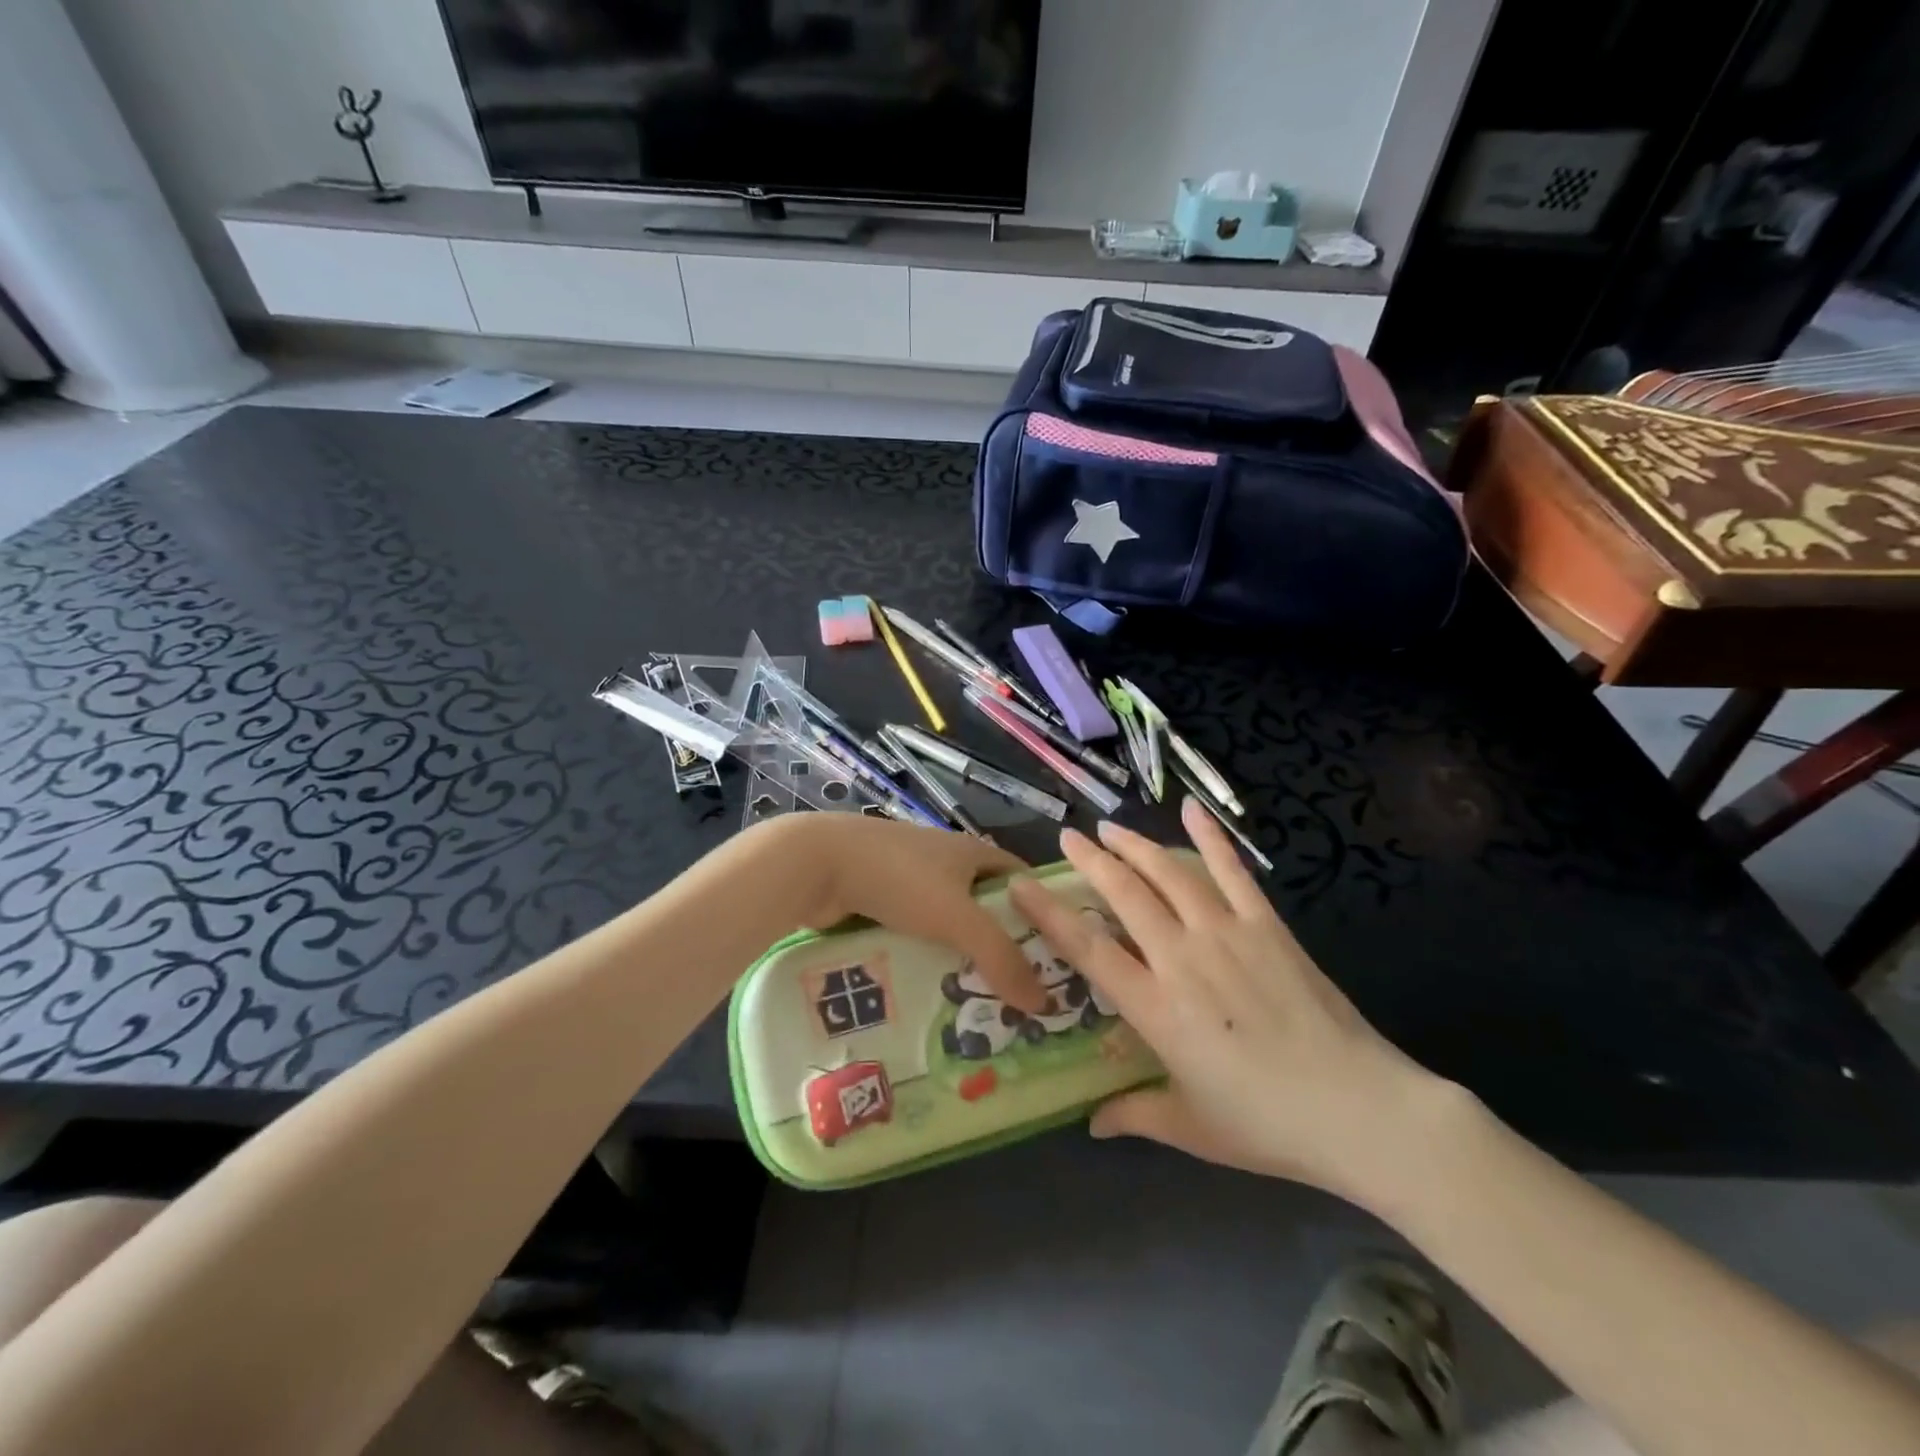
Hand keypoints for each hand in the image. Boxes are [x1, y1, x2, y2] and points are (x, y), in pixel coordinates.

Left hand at [765, 814, 1045, 1012]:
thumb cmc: (899, 879)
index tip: (1056, 959)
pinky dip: (922, 957)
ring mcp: (908, 878)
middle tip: (1018, 996)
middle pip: (984, 906)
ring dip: (957, 957)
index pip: (1022, 880)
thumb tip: (1043, 1003)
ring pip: (945, 924)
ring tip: (976, 1006)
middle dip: (999, 946)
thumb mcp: (958, 918)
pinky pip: (912, 933)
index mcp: (972, 851)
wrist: (816, 864)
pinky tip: (928, 993)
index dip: (1042, 914)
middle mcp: (944, 860)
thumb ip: (1001, 958)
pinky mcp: (878, 898)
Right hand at [1006, 800, 1450, 1208]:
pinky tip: (1192, 811)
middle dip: (1092, 861)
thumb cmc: (1267, 1124)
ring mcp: (1226, 934)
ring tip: (1111, 827)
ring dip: (1136, 846)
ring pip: (1169, 875)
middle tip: (1068, 837)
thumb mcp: (1191, 1129)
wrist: (1360, 1110)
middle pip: (1125, 895)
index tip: (1022, 884)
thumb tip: (1092, 1124)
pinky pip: (1232, 872)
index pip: (1088, 948)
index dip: (1049, 913)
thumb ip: (1135, 1116)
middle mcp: (1182, 958)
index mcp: (1155, 1007)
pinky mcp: (1267, 926)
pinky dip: (1210, 838)